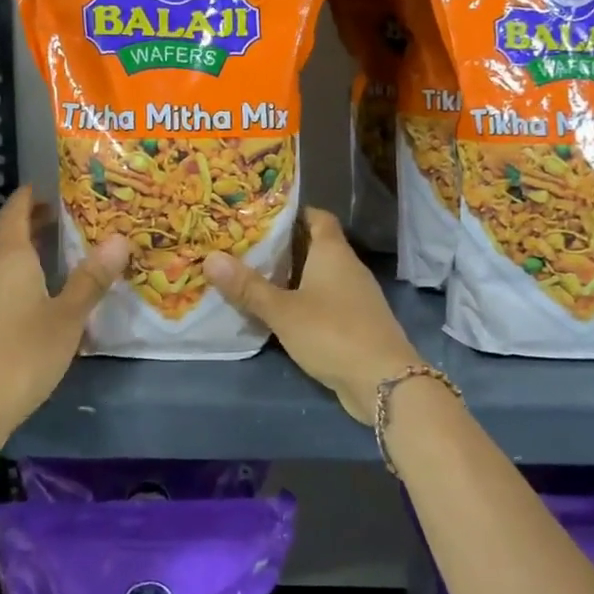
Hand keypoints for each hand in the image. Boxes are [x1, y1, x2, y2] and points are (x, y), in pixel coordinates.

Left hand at [0, 188, 128, 448]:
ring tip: (65, 253)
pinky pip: (3, 286)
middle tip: (70, 218)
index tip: (51, 187)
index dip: (30, 196)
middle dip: (35, 223)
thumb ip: (91, 278)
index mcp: (8, 257)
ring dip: (30, 252)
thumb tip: (120, 239)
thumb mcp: (68, 315)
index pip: (14, 211)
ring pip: (5, 263)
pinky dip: (24, 277)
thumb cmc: (22, 352)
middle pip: (8, 235)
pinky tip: (45, 296)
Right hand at [206, 209, 419, 423]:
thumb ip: (248, 287)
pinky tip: (279, 311)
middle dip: (284, 246)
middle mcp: (347, 267)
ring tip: (254, 276)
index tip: (261, 215)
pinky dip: (303, 301)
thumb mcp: (283, 310)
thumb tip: (210, 257)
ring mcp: (355, 296)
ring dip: (292, 276)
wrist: (384, 381)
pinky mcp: (355, 323)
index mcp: (333, 252)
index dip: (293, 212)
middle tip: (245, 246)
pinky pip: (324, 301)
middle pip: (315, 245)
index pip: (317, 217)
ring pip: (319, 275)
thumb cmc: (332, 333)